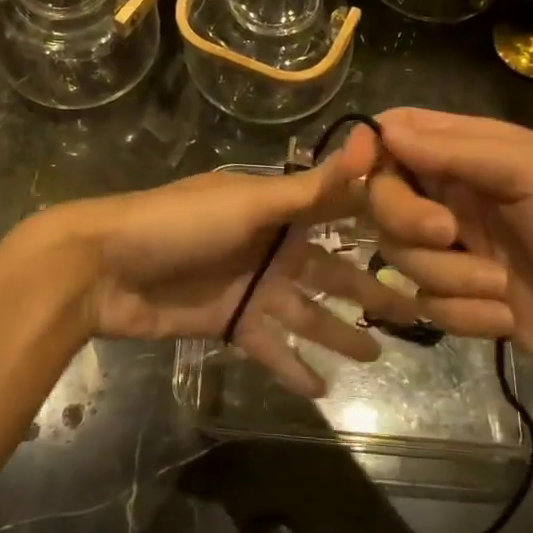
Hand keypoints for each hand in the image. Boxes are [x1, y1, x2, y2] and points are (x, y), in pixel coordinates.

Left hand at [37, 125, 421, 397]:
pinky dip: (294, 367)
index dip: (379, 225)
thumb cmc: (179, 224)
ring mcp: (249, 287)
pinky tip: (324, 390)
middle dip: (369, 290)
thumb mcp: (249, 202)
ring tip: (378, 354)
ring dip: (339, 333)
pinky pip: (270, 347)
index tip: (428, 238)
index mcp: (276, 208)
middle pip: (330, 271)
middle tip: (415, 310)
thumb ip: (310, 188)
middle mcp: (269, 245)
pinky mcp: (228, 324)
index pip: (337, 214)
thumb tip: (369, 142)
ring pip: (306, 313)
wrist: (104, 269)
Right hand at [366, 107, 532, 412]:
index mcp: (476, 152)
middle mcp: (457, 195)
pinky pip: (425, 301)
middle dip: (407, 218)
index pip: (399, 132)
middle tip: (448, 234)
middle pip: (385, 195)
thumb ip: (456, 149)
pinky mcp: (460, 301)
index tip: (361, 171)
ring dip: (448, 276)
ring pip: (400, 253)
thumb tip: (381, 129)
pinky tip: (507, 320)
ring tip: (500, 290)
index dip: (370, 147)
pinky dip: (462, 313)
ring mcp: (457, 251)